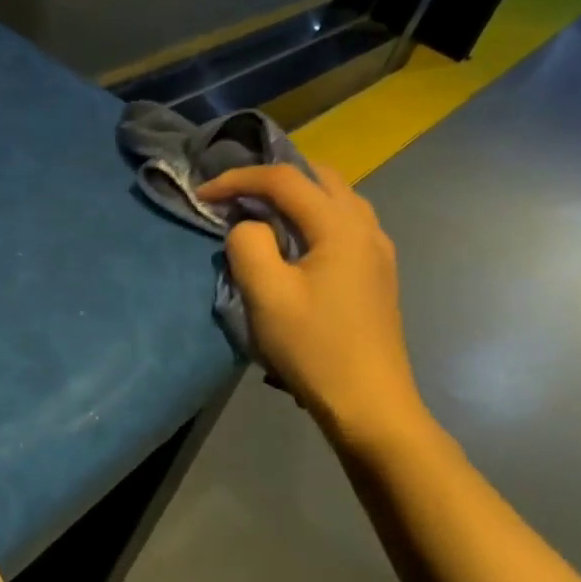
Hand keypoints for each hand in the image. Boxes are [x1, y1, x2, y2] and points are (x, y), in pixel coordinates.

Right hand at [197, 164, 426, 449]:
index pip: (284, 179)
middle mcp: (365, 227)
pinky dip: (313, 215)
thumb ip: (248, 245)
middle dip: (271, 177)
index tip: (203, 195)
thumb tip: (248, 227)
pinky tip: (294, 241)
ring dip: (295, 195)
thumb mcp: (266, 295)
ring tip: (261, 212)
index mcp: (340, 226)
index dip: (238, 179)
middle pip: (317, 177)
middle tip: (235, 195)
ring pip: (335, 197)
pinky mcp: (377, 272)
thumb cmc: (314, 348)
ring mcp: (377, 250)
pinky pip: (344, 222)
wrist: (370, 405)